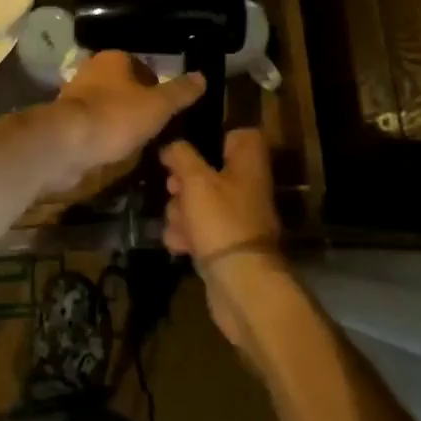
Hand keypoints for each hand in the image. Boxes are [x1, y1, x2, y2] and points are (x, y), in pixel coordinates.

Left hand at [46, 51, 204, 196]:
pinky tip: (115, 152)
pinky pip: (94, 124)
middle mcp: (92, 70)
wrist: (67, 144)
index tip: (167, 110)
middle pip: (124, 87)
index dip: (157, 87)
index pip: (142, 67)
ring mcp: (75, 95)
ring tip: (139, 144)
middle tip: (156, 129)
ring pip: (108, 106)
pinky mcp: (66, 119)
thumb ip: (180, 92)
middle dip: (139, 105)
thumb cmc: (116, 117)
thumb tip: (203, 77)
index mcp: (113, 58)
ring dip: (121, 121)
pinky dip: (104, 135)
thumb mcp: (158, 106)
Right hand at [162, 128, 284, 348]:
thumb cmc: (221, 221)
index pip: (238, 135)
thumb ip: (181, 155)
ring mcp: (236, 217)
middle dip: (183, 181)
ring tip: (177, 223)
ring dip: (180, 211)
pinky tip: (179, 244)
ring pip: (199, 202)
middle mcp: (246, 187)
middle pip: (209, 171)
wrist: (241, 285)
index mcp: (248, 163)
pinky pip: (199, 230)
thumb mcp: (195, 179)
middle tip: (172, 187)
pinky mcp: (224, 244)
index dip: (213, 136)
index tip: (189, 145)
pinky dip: (187, 235)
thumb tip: (172, 146)